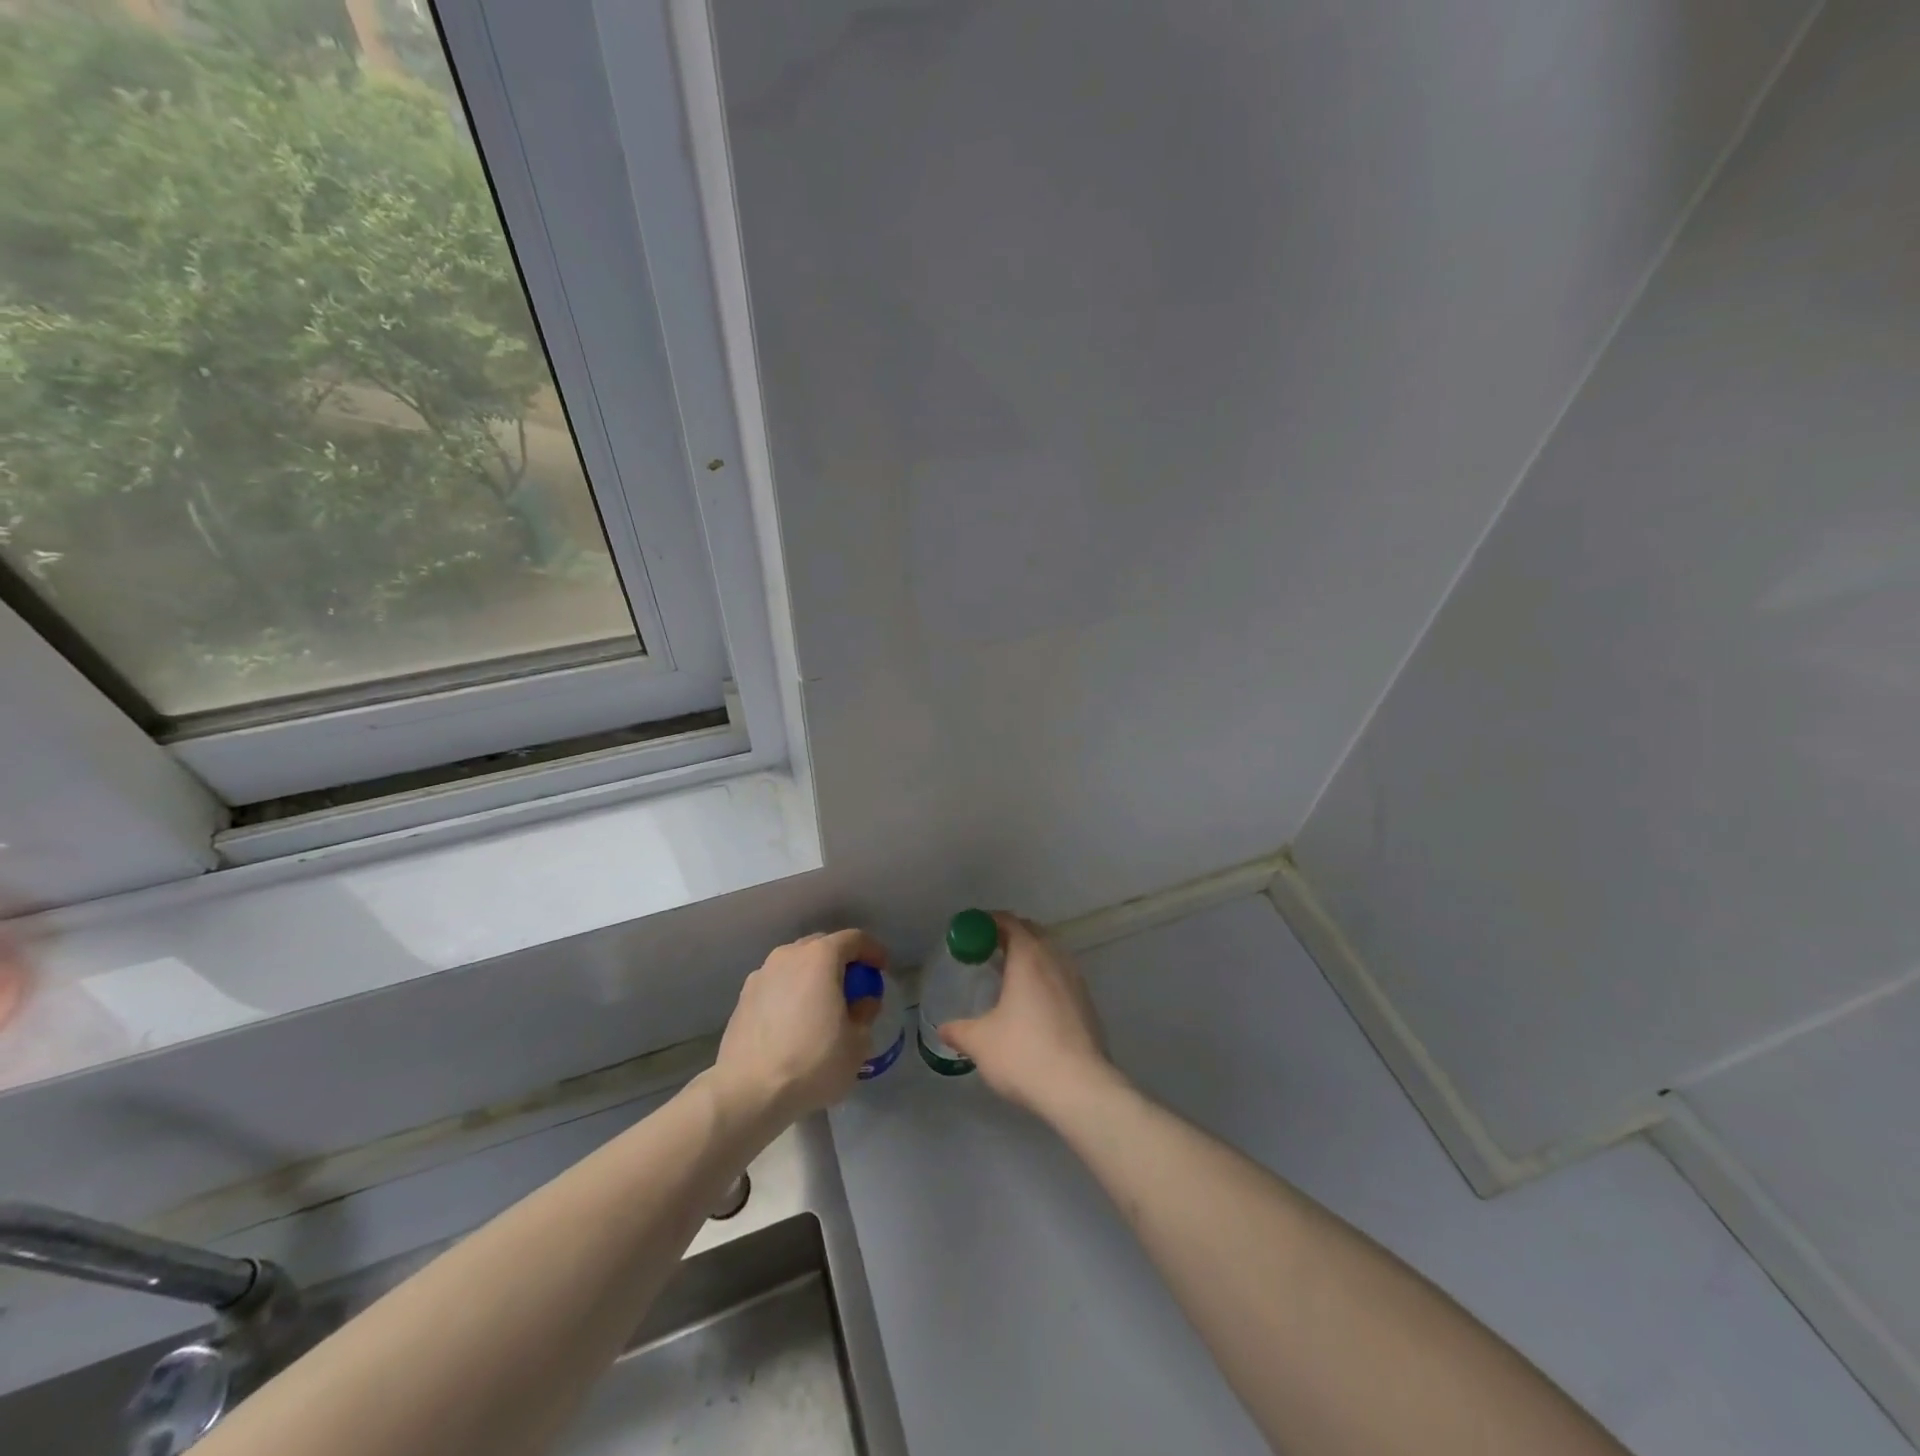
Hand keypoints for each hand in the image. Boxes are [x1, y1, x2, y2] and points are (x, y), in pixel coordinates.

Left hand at [712, 928, 887, 1124]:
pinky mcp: (743, 998)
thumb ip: (865, 1013)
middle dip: (841, 961)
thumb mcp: (857, 1043)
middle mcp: (788, 956)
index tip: (882, 969)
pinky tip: (794, 1022)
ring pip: (796, 964)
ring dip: (813, 976)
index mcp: (820, 957)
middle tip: (854, 986)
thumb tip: (862, 1002)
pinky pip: (777, 985)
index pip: (854, 939)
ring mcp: (761, 975)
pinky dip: (791, 993)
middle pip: (822, 946)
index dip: (873, 951)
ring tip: (822, 1005)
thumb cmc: (812, 1062)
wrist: (748, 1092)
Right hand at [937, 913, 1119, 1119]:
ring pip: (1051, 953)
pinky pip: (1062, 976)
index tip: (971, 930)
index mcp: (1029, 957)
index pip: (1009, 922)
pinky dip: (1046, 976)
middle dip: (1011, 935)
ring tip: (1010, 975)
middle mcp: (1055, 959)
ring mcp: (1076, 981)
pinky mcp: (1088, 1004)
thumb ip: (959, 1031)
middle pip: (1033, 932)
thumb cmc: (1024, 1054)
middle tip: (988, 949)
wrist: (1080, 1088)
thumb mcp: (980, 1042)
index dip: (989, 921)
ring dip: (1031, 955)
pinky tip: (1033, 1002)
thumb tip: (943, 1029)